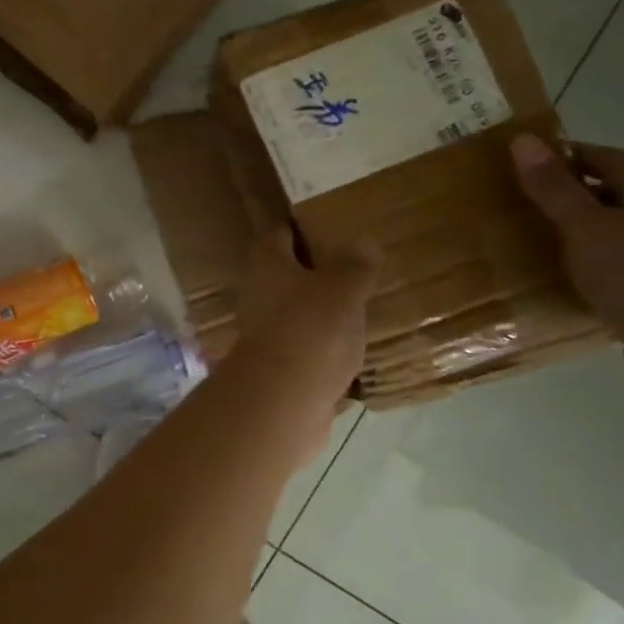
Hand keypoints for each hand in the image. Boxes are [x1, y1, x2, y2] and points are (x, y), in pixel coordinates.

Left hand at [233, 227, 379, 414]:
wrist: (284, 400)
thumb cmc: (310, 328)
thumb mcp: (343, 287)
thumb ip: (355, 264)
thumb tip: (364, 243)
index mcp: (267, 264)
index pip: (280, 233)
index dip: (302, 226)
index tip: (330, 223)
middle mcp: (259, 294)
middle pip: (286, 274)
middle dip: (316, 270)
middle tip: (354, 265)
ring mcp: (266, 333)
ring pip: (297, 311)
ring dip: (322, 309)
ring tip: (360, 304)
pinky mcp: (280, 367)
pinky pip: (307, 347)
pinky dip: (326, 345)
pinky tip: (354, 346)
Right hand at [511, 134, 623, 391]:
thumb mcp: (586, 226)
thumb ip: (554, 188)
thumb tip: (523, 140)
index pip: (609, 158)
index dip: (570, 154)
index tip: (526, 161)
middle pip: (612, 194)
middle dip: (569, 193)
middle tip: (520, 200)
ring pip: (611, 233)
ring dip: (576, 232)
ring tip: (530, 239)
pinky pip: (612, 269)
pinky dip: (584, 267)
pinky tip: (558, 280)